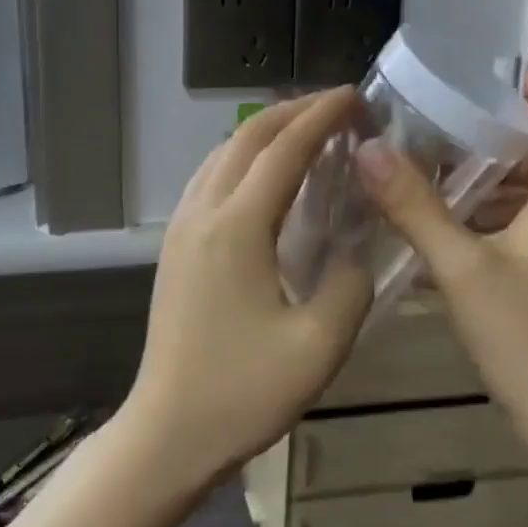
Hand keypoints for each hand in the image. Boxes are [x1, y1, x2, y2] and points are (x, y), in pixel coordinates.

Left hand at [122, 89, 374, 490]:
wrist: (169, 431)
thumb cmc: (243, 392)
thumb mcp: (319, 345)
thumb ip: (349, 284)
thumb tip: (355, 250)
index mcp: (237, 227)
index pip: (284, 148)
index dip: (323, 115)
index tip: (358, 96)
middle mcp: (202, 212)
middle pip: (247, 137)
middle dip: (294, 111)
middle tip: (341, 109)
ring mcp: (181, 227)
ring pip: (223, 154)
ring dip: (266, 133)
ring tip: (310, 134)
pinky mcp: (174, 246)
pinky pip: (210, 179)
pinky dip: (244, 160)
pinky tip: (268, 179)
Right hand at [355, 69, 527, 481]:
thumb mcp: (463, 269)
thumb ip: (414, 208)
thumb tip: (368, 148)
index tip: (513, 74)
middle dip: (504, 137)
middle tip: (447, 121)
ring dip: (488, 183)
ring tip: (431, 170)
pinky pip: (517, 238)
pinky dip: (483, 224)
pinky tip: (440, 235)